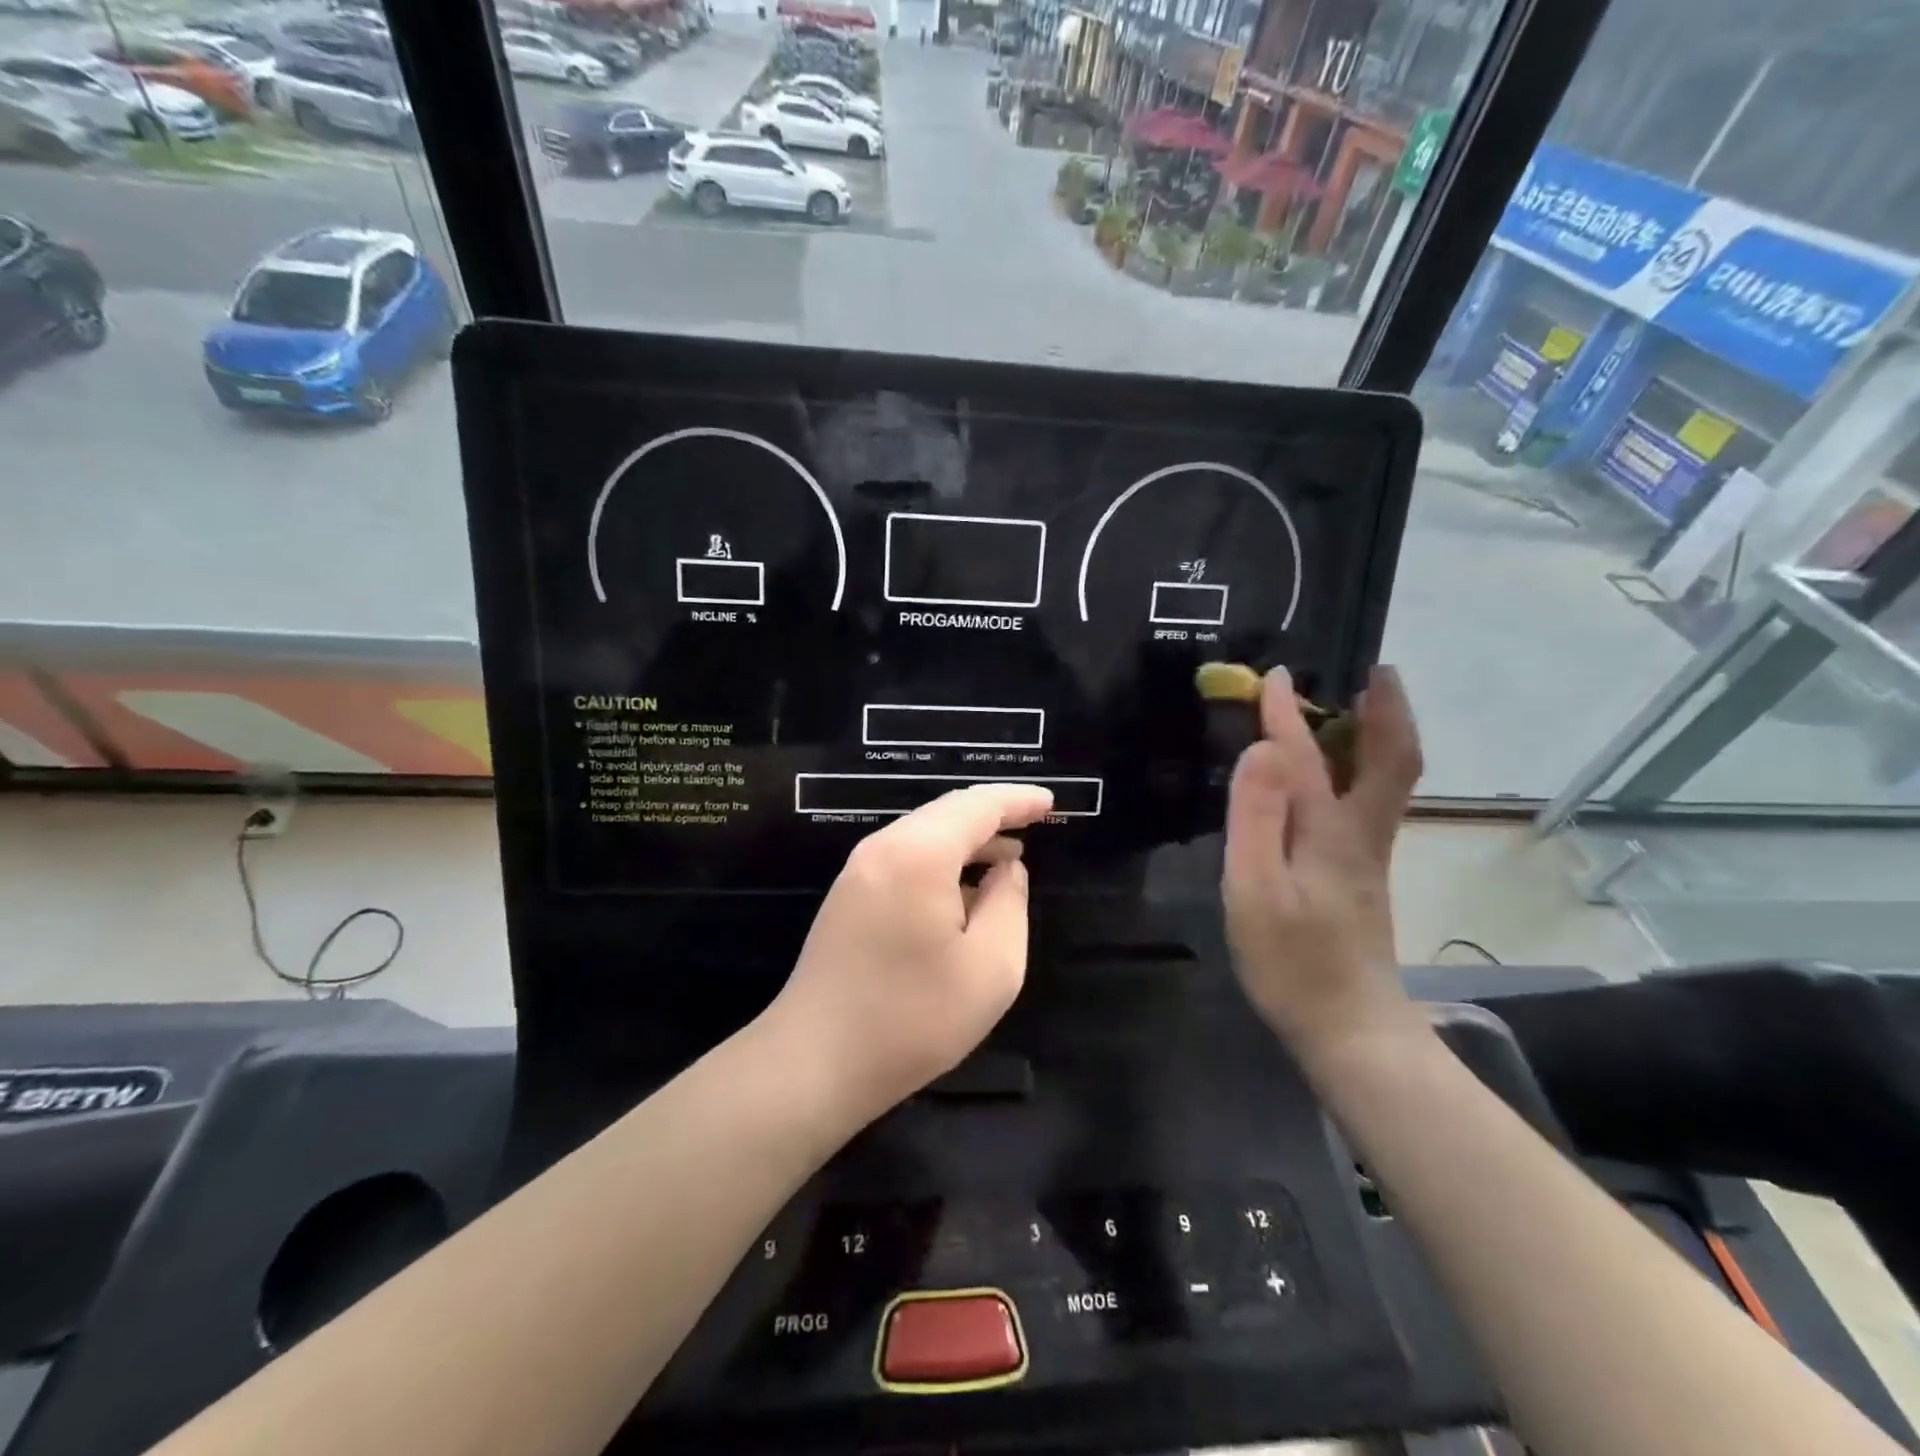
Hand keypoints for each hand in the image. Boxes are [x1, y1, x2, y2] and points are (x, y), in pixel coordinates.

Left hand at [765, 783, 1055, 1127]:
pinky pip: (903, 857)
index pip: (977, 806)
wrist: (814, 1062)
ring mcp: (858, 870)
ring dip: (967, 838)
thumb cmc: (913, 1019)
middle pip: (946, 812)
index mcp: (919, 854)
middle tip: (1034, 822)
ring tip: (1007, 856)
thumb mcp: (991, 968)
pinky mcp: (847, 895)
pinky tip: (961, 887)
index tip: (1050, 802)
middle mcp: (883, 848)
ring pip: (923, 833)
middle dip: (993, 814)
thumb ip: (1009, 903)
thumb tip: (1006, 869)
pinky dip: (940, 858)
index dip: (1017, 800)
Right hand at [1222, 665, 1425, 1068]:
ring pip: (1387, 780)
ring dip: (1380, 735)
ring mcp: (1367, 856)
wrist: (1350, 1030)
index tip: (1272, 675)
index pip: (1307, 755)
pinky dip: (1365, 767)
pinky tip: (1338, 773)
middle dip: (1385, 710)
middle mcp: (1361, 834)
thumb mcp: (1256, 890)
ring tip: (1361, 705)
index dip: (1287, 712)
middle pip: (1389, 760)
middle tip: (1374, 672)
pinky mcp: (1362, 875)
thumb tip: (1263, 749)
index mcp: (1330, 832)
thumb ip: (1256, 817)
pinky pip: (1370, 801)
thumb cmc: (1292, 963)